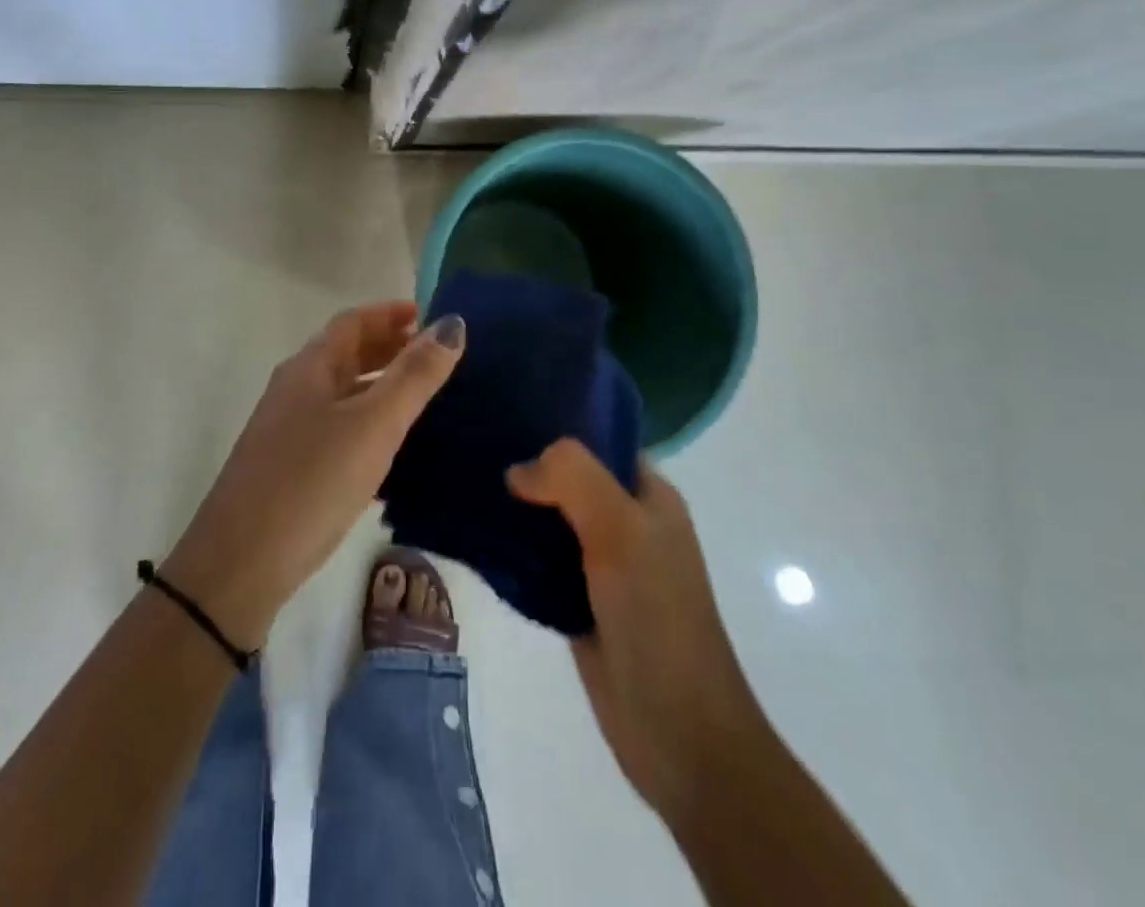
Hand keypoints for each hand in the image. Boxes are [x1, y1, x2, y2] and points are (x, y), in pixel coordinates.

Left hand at [163, 302, 463, 648]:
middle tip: (436, 355)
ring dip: (380, 385)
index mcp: (310, 368)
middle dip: (389, 346)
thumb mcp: (373, 424)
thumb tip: (453, 324)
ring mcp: (289, 429)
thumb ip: (414, 376)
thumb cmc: (312, 481)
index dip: (391, 313)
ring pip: (342, 392)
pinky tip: (393, 446)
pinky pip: (338, 426)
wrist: (241, 564)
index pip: (353, 322)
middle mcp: (295, 389)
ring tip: (424, 395)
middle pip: (346, 353)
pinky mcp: (291, 466)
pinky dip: (369, 421)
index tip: (431, 316)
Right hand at [507, 441, 762, 824]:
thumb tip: (517, 471)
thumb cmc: (658, 616)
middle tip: (474, 444)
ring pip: (549, 519)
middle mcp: (626, 522)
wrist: (678, 733)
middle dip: (528, 463)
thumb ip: (572, 478)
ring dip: (515, 507)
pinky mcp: (576, 601)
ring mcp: (601, 564)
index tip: (508, 410)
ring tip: (465, 481)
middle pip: (569, 477)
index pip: (600, 439)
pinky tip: (475, 534)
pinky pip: (538, 561)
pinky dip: (511, 549)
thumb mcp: (621, 528)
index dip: (560, 423)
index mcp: (649, 495)